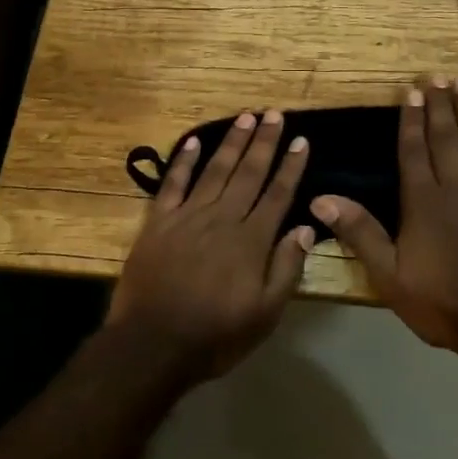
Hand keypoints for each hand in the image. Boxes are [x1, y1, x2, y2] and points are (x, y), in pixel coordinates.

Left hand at [105, 110, 314, 384]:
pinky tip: (194, 141)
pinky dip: (184, 161)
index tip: (301, 140)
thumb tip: (305, 228)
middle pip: (248, 173)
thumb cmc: (215, 335)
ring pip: (215, 171)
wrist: (153, 345)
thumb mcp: (265, 314)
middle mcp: (222, 219)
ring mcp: (187, 217)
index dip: (291, 166)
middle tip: (274, 114)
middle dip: (264, 142)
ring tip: (246, 117)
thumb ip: (286, 268)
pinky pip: (173, 184)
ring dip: (232, 143)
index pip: (278, 194)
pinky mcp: (157, 222)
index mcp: (251, 241)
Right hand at [313, 79, 457, 360]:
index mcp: (423, 201)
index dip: (411, 119)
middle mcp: (457, 186)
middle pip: (446, 137)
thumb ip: (359, 233)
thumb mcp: (390, 275)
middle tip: (437, 76)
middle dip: (440, 105)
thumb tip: (320, 198)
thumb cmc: (445, 302)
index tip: (411, 91)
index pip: (413, 150)